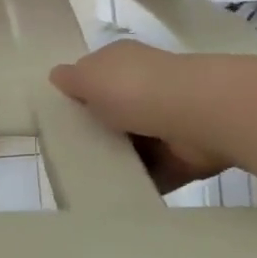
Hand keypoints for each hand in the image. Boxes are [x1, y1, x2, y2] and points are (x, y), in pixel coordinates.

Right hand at [51, 40, 233, 192]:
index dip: (76, 93)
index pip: (94, 74)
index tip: (57, 118)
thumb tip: (56, 75)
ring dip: (116, 160)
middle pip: (112, 111)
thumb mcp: (90, 77)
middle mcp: (145, 85)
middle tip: (66, 155)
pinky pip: (154, 171)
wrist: (200, 114)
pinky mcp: (182, 154)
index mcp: (122, 61)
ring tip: (85, 182)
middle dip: (94, 131)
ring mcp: (166, 119)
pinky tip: (115, 196)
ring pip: (132, 144)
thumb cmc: (136, 88)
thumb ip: (71, 79)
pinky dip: (140, 183)